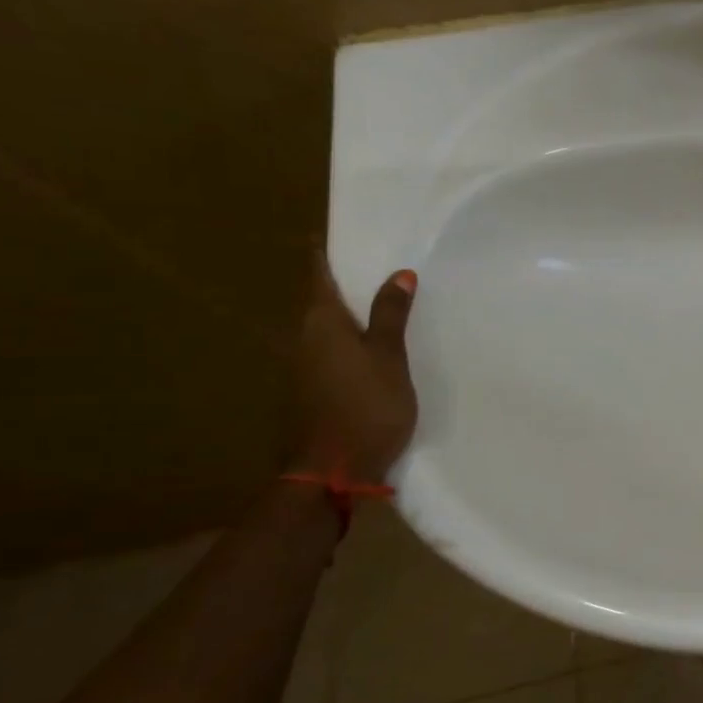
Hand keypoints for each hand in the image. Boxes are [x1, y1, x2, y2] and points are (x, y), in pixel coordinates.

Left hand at [293, 253, 419, 483]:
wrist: (331, 471)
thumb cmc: (366, 407)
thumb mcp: (389, 358)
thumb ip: (391, 316)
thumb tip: (398, 273)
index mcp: (321, 325)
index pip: (319, 276)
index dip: (324, 254)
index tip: (329, 231)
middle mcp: (303, 340)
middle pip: (322, 301)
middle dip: (344, 282)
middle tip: (375, 262)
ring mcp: (304, 368)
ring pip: (327, 328)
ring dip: (350, 313)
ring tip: (382, 301)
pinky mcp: (312, 390)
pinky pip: (332, 351)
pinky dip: (351, 340)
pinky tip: (375, 347)